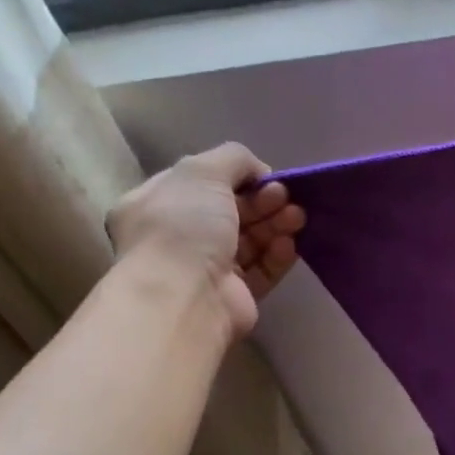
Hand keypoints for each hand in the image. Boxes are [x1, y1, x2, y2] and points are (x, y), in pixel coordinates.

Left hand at [106, 143, 304, 334]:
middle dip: (263, 201)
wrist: (185, 297)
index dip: (237, 176)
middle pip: (231, 211)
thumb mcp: (203, 172)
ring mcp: (206, 268)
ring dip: (276, 224)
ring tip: (297, 217)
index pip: (201, 183)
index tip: (266, 176)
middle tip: (285, 196)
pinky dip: (277, 255)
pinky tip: (289, 245)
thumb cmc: (183, 227)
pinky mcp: (234, 296)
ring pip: (250, 240)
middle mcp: (179, 236)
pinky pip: (261, 270)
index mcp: (157, 204)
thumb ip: (233, 158)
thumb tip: (259, 173)